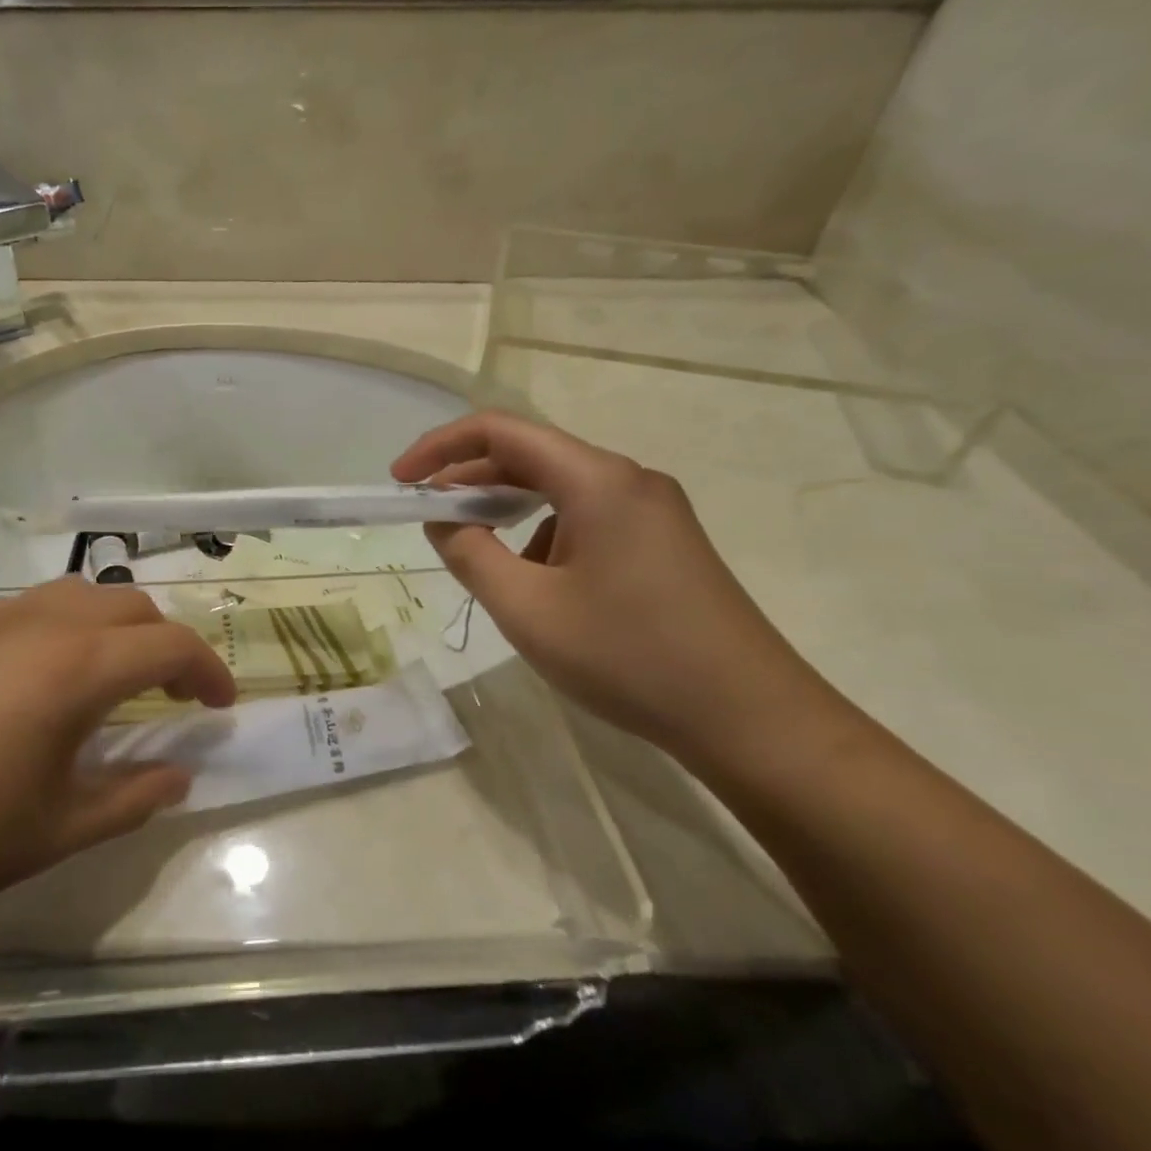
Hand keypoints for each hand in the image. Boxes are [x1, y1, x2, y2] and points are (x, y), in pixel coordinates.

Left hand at [0, 579, 236, 945]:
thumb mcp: (55, 830)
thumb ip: (132, 797)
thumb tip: (178, 775)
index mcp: (74, 667)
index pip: (168, 645)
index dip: (207, 671)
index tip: (220, 706)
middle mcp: (36, 624)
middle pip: (127, 605)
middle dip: (164, 642)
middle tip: (170, 694)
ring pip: (76, 595)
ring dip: (112, 627)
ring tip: (110, 680)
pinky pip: (27, 608)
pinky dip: (62, 628)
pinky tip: (38, 682)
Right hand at [393, 412, 839, 764]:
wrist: (750, 719)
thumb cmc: (628, 657)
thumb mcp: (526, 609)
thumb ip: (469, 555)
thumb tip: (443, 520)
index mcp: (597, 480)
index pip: (500, 432)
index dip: (440, 448)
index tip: (400, 482)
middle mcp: (628, 480)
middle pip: (530, 456)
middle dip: (469, 482)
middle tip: (426, 519)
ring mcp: (652, 512)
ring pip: (557, 491)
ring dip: (507, 513)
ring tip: (480, 562)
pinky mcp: (663, 543)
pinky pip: (585, 519)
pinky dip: (543, 537)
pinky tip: (539, 588)